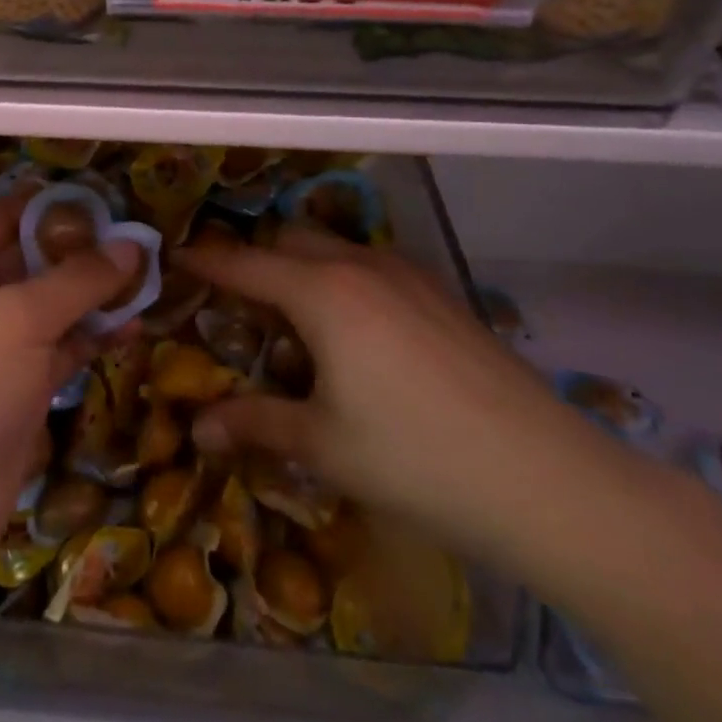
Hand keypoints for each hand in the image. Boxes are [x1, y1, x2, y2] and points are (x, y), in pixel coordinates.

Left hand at [0, 196, 141, 583]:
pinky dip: (94, 338)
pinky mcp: (19, 390)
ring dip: (96, 296)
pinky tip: (134, 326)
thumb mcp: (20, 317)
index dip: (49, 206)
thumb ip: (79, 278)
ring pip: (54, 307)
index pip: (2, 216)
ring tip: (151, 279)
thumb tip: (134, 243)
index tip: (105, 199)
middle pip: (33, 260)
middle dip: (83, 251)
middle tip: (143, 238)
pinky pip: (63, 350)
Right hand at [176, 227, 636, 570]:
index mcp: (322, 293)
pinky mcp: (441, 295)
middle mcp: (361, 266)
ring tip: (295, 321)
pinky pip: (372, 267)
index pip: (245, 265)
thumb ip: (255, 423)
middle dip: (256, 262)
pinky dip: (344, 281)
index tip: (175, 258)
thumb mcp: (323, 444)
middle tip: (237, 304)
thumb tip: (199, 427)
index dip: (205, 261)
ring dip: (303, 269)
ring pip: (335, 249)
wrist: (546, 478)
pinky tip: (356, 334)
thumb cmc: (416, 459)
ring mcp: (408, 276)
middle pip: (290, 242)